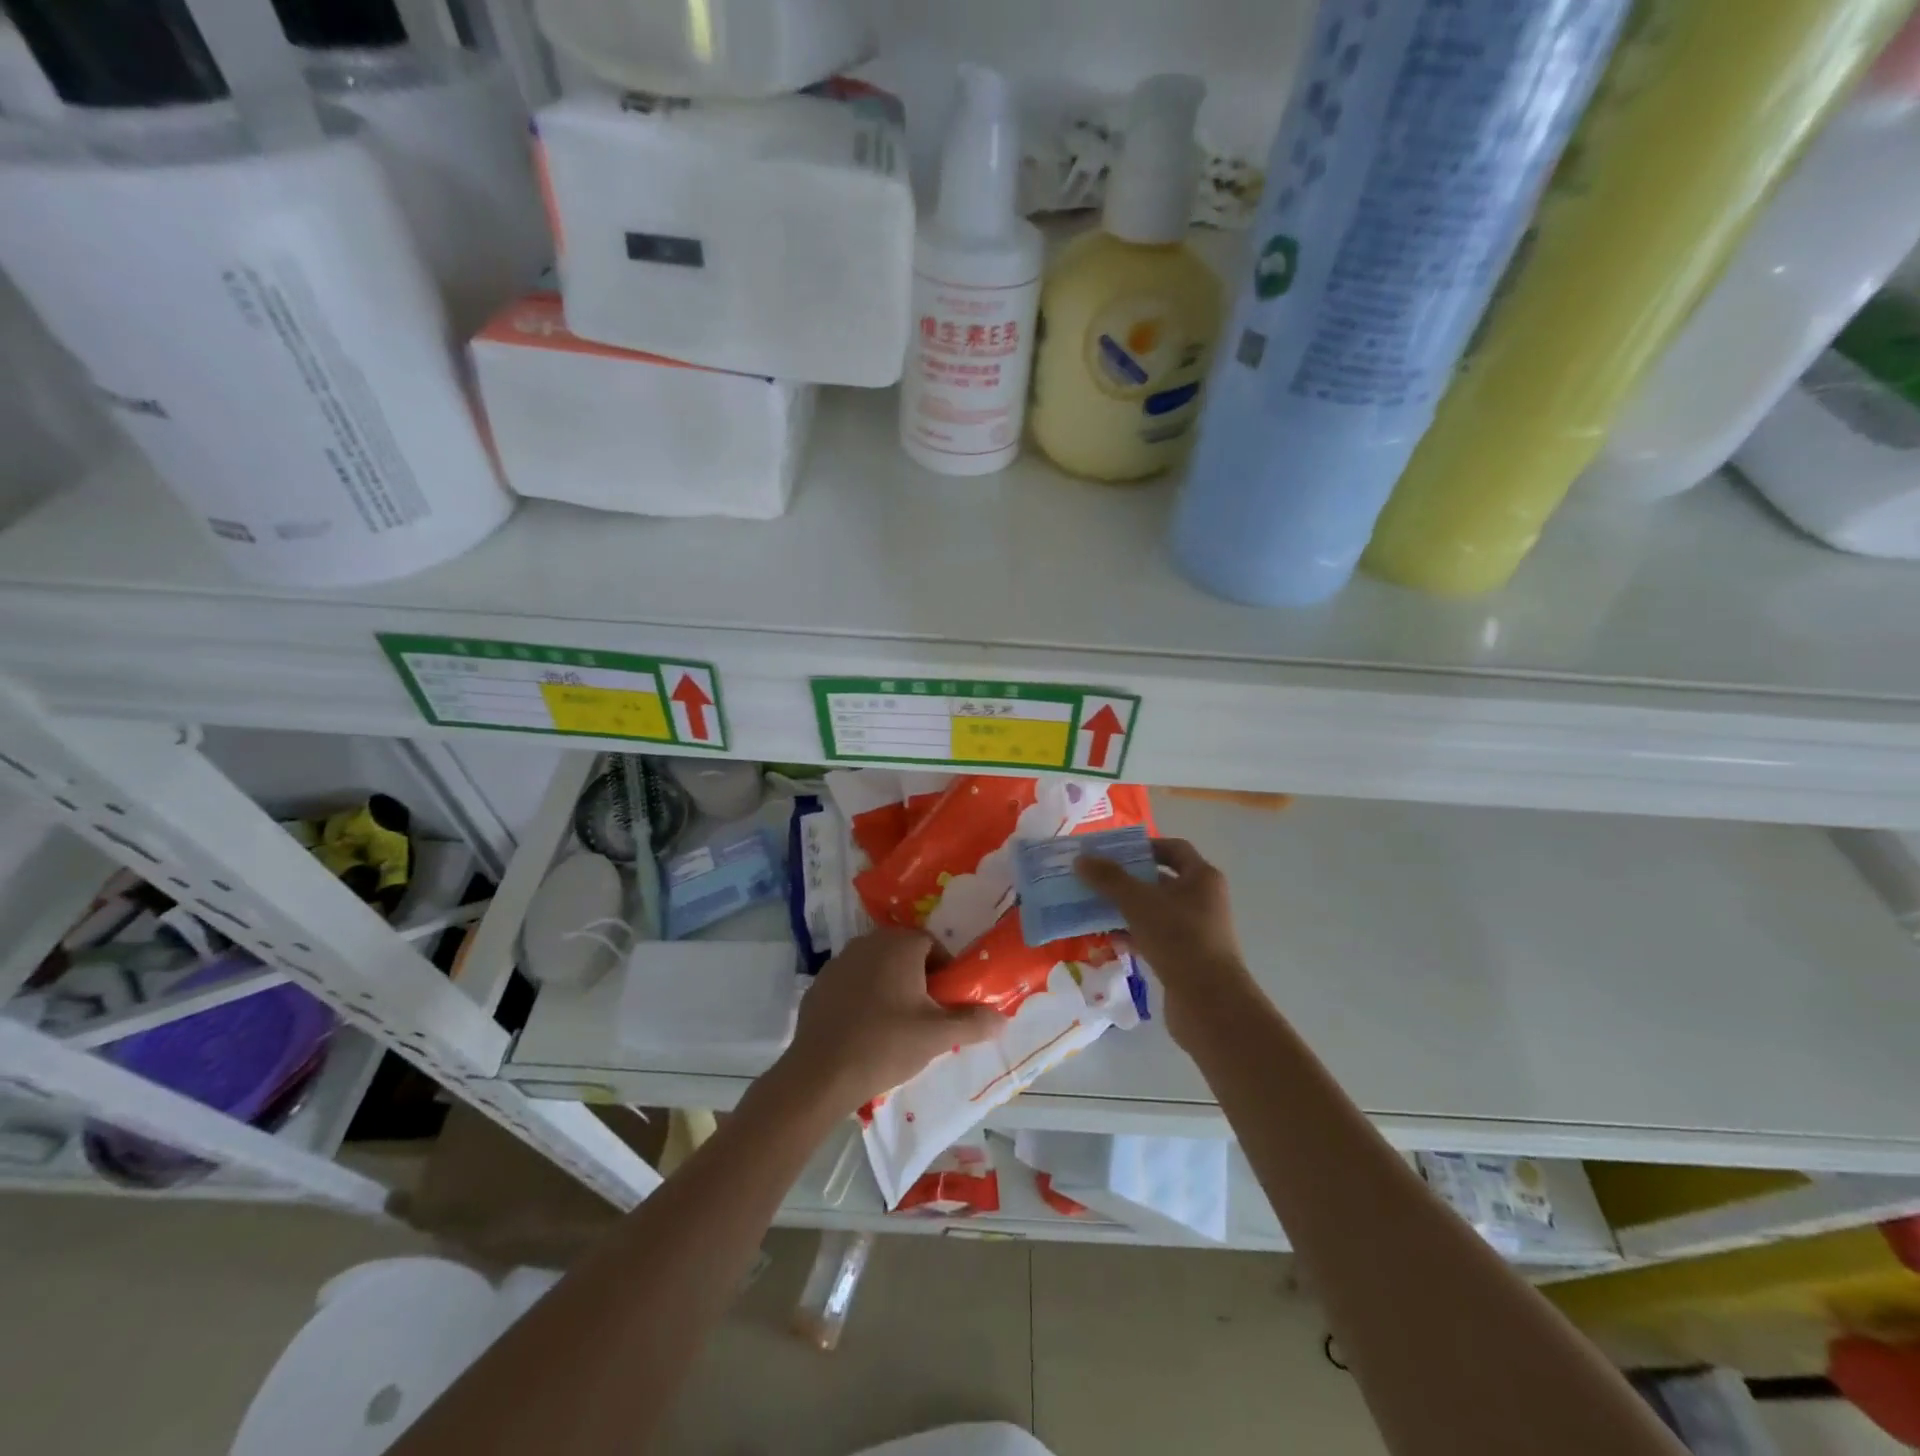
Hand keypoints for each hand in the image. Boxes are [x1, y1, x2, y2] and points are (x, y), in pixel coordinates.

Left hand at [776, 927, 1003, 1113]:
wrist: (821, 1073)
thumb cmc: (886, 1044)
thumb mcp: (937, 1036)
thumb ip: (973, 1022)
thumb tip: (1002, 1018)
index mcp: (899, 944)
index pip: (932, 945)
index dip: (944, 972)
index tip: (945, 1002)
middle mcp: (868, 941)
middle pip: (903, 953)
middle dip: (918, 978)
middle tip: (924, 1015)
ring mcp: (839, 960)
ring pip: (876, 966)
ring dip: (889, 985)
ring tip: (895, 1024)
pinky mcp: (819, 983)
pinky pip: (851, 982)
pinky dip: (862, 996)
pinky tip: (864, 1029)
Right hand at [1076, 838, 1257, 1044]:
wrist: (1209, 1003)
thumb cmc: (1178, 938)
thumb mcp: (1138, 902)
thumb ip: (1109, 879)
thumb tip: (1081, 859)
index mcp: (1202, 878)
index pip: (1174, 849)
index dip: (1145, 846)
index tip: (1114, 852)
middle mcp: (1203, 900)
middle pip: (1161, 880)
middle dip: (1128, 879)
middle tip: (1095, 879)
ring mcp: (1196, 931)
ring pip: (1155, 911)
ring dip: (1126, 908)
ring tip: (1092, 907)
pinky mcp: (1186, 958)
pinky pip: (1154, 937)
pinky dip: (1132, 934)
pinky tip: (1106, 938)